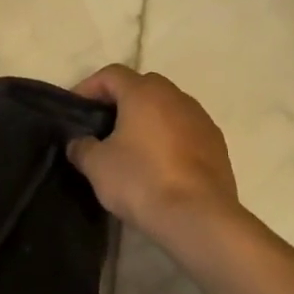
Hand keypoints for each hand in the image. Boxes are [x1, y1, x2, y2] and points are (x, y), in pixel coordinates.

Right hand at [68, 65, 240, 242]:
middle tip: (103, 126)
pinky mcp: (217, 145)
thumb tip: (80, 143)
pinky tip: (160, 165)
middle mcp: (175, 96)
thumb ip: (82, 146)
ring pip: (167, 108)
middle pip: (142, 86)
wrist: (199, 219)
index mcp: (144, 93)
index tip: (76, 109)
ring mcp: (201, 119)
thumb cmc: (142, 181)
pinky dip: (170, 138)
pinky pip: (186, 130)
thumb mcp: (97, 165)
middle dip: (121, 101)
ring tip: (132, 147)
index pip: (111, 75)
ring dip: (148, 119)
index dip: (89, 87)